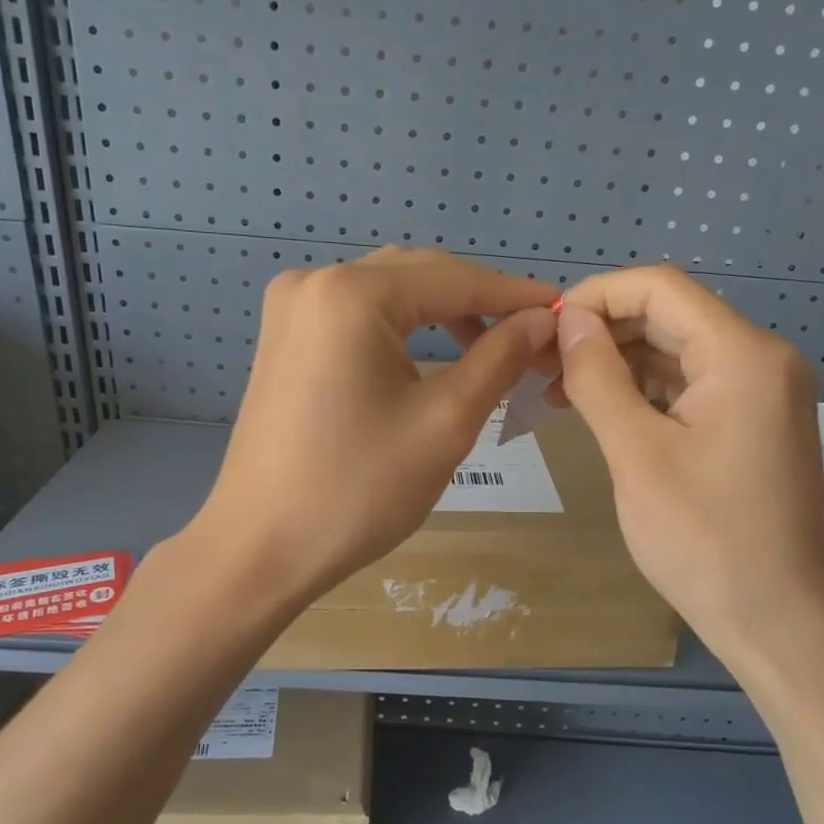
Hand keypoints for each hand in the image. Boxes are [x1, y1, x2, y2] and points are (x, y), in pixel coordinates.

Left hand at [196, 248, 557, 601]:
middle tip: (530, 337)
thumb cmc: (358, 490)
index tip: (563, 313)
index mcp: (352, 294)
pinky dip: (402, 326)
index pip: (455, 278)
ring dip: (442, 311)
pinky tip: (431, 355)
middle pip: (420, 274)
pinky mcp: (284, 336)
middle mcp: (315, 281)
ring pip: (389, 291)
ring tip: (490, 348)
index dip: (514, 294)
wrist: (260, 549)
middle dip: (479, 301)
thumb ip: (499, 359)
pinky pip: (357, 313)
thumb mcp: (445, 423)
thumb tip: (542, 321)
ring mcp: (291, 307)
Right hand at [553, 266, 823, 659]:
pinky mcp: (753, 422)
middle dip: (603, 331)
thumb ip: (597, 377)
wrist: (775, 621)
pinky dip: (645, 389)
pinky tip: (603, 408)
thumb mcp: (636, 454)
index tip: (546, 330)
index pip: (661, 288)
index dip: (597, 296)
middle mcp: (762, 359)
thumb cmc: (702, 540)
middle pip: (671, 315)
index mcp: (743, 355)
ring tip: (560, 389)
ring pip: (678, 350)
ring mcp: (762, 392)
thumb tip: (569, 321)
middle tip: (542, 364)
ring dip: (619, 361)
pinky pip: (692, 384)